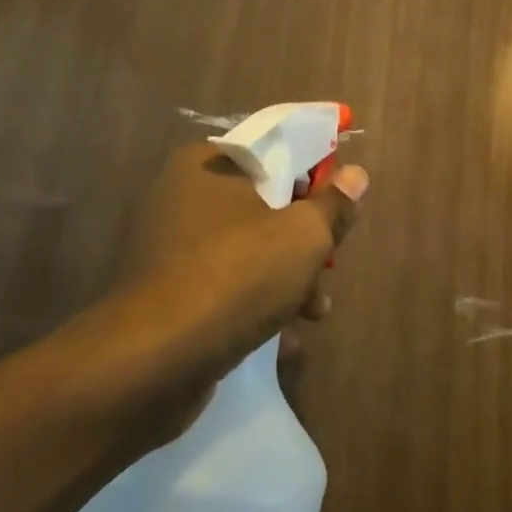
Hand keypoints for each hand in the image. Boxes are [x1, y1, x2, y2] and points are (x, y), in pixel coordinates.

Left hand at [59, 142, 367, 449]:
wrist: (156, 360)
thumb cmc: (238, 276)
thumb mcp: (304, 236)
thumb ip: (334, 204)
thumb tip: (356, 175)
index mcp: (208, 164)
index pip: (273, 151)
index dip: (315, 173)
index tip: (341, 200)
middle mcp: (182, 196)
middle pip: (265, 204)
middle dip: (305, 239)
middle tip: (329, 265)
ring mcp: (170, 246)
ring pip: (249, 248)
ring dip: (288, 276)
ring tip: (315, 310)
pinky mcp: (168, 291)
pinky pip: (226, 282)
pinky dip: (256, 301)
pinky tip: (284, 335)